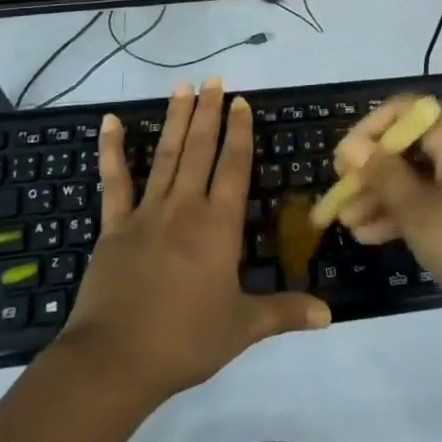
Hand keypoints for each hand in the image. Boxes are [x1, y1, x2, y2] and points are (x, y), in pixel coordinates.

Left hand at [60, 79, 329, 402]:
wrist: (115, 361)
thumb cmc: (185, 341)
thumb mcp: (242, 328)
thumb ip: (285, 313)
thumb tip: (331, 315)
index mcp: (218, 227)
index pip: (234, 167)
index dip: (240, 133)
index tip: (241, 102)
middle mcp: (185, 208)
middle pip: (200, 150)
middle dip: (209, 113)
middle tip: (214, 80)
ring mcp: (147, 213)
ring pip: (166, 155)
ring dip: (175, 119)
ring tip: (182, 87)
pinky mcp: (114, 226)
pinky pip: (114, 181)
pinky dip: (111, 150)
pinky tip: (110, 121)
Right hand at [331, 99, 441, 342]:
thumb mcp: (420, 212)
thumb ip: (383, 175)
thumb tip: (353, 147)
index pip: (407, 110)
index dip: (370, 129)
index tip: (344, 160)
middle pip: (413, 147)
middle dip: (373, 172)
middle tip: (341, 198)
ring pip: (424, 179)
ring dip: (387, 197)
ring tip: (350, 225)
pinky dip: (413, 213)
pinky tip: (378, 237)